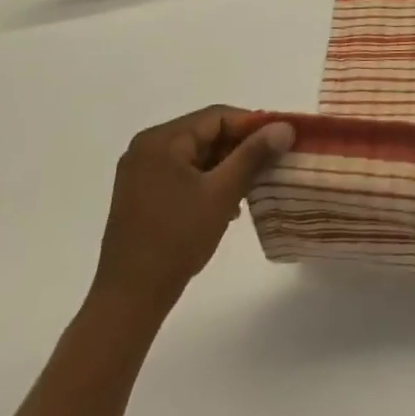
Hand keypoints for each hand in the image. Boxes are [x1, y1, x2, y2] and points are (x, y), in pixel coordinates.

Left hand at [91, 107, 293, 314]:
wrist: (129, 299)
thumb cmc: (176, 239)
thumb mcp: (222, 192)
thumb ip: (254, 154)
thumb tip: (285, 127)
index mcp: (162, 140)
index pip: (218, 117)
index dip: (254, 126)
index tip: (282, 141)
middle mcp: (147, 148)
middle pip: (207, 134)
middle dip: (241, 148)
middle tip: (272, 164)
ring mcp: (141, 172)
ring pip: (198, 155)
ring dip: (228, 167)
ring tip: (254, 187)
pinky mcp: (142, 194)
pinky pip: (185, 173)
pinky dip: (209, 181)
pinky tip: (228, 203)